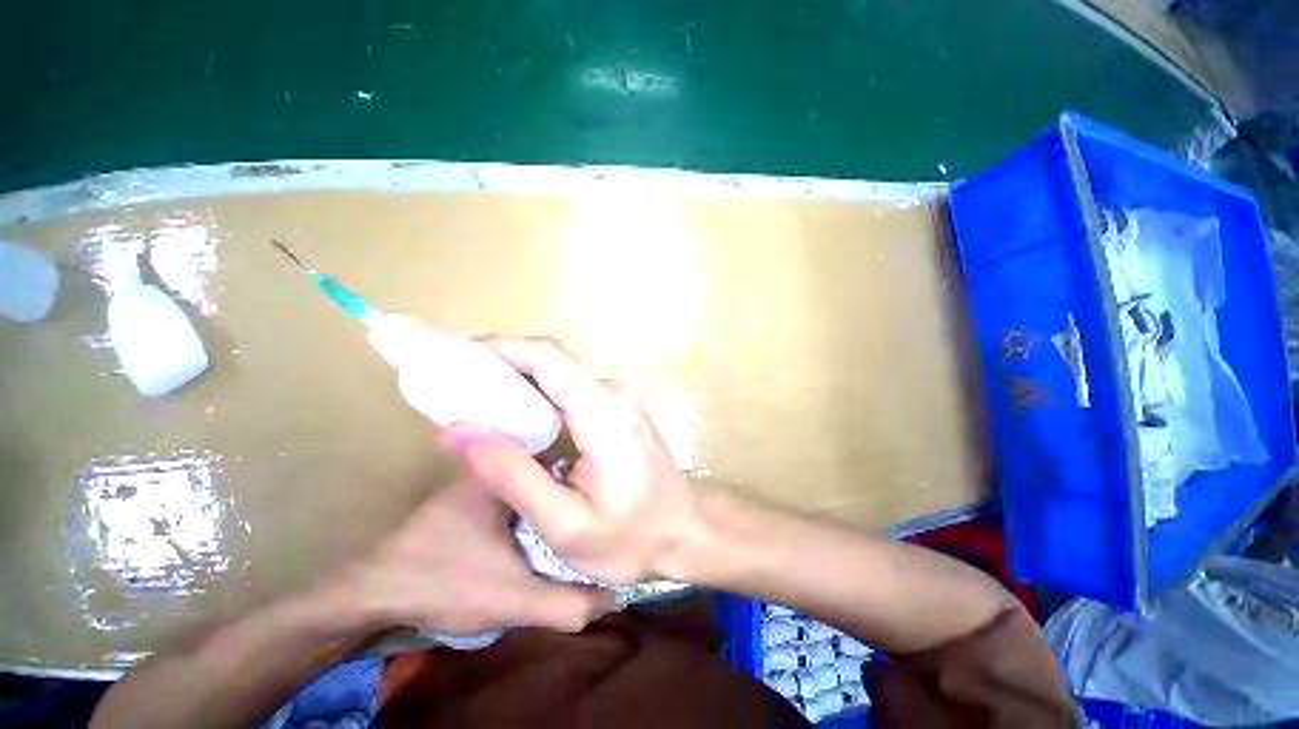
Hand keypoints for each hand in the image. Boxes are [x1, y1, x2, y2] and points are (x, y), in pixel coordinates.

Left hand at [323, 479, 610, 633]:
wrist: (371, 594)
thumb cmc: (443, 582)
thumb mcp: (513, 598)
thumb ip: (566, 601)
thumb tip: (614, 592)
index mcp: (510, 476)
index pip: (568, 468)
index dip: (591, 489)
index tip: (608, 508)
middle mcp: (499, 468)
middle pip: (555, 477)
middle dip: (575, 500)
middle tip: (597, 522)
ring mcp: (483, 481)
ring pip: (536, 488)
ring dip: (554, 507)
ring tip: (579, 527)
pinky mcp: (474, 497)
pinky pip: (519, 498)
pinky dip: (534, 513)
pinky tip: (544, 534)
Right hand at [440, 338, 698, 585]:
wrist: (685, 529)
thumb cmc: (633, 538)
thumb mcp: (566, 526)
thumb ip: (513, 475)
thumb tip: (460, 428)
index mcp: (605, 415)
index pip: (549, 358)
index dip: (502, 348)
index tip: (458, 357)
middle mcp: (615, 393)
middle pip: (551, 361)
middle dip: (500, 366)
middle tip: (454, 387)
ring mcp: (620, 396)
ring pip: (558, 374)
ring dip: (516, 381)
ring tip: (473, 403)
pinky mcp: (618, 405)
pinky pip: (570, 388)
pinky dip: (537, 395)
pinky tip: (513, 417)